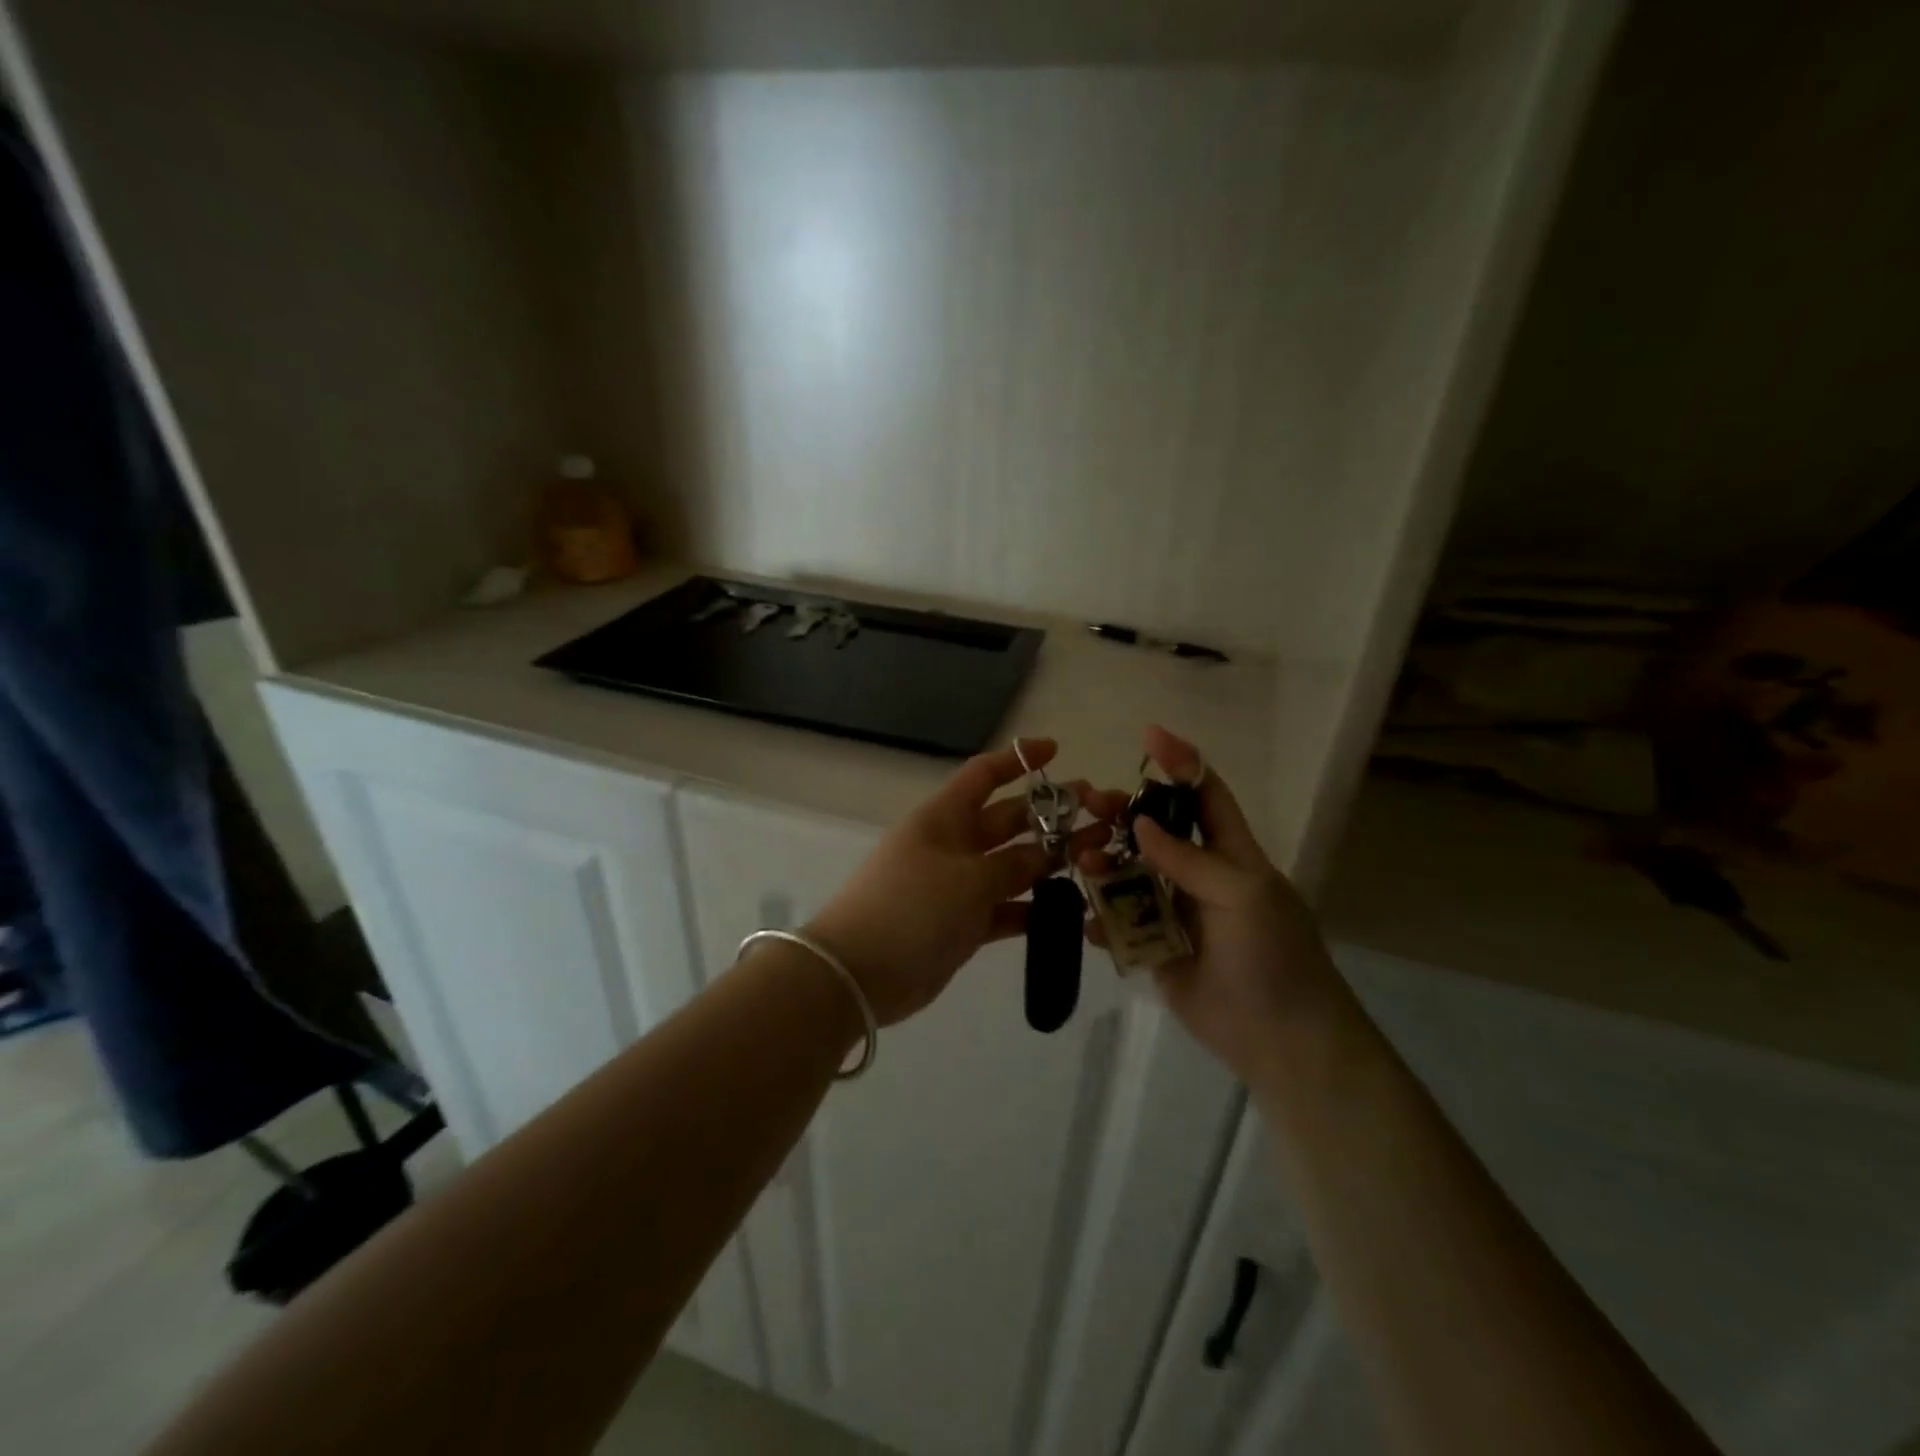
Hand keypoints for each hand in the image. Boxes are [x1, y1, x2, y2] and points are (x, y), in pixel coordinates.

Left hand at [808, 740, 1121, 1026]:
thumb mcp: (968, 879)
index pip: (983, 775)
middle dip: (1049, 815)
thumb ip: (1012, 866)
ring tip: (1096, 861)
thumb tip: (1043, 856)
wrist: (859, 973)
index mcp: (944, 818)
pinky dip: (1031, 910)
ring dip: (1049, 864)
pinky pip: (1004, 909)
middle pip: (1007, 821)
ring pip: (1011, 867)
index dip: (1017, 760)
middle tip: (1099, 815)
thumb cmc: (912, 908)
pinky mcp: (961, 924)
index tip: (1055, 751)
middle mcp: (952, 845)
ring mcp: (957, 886)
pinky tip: (1068, 912)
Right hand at [1078, 726, 1347, 1084]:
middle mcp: (1198, 875)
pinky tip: (1087, 917)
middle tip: (1089, 802)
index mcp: (1230, 854)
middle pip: (1155, 830)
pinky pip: (1120, 922)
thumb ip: (1188, 859)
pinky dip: (1100, 917)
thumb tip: (1141, 824)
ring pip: (1130, 873)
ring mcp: (1174, 911)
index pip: (1204, 795)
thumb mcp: (1242, 894)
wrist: (1280, 1038)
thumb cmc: (1273, 955)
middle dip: (1123, 812)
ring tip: (1082, 861)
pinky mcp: (1155, 947)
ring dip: (1103, 862)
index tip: (1149, 735)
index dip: (1180, 763)